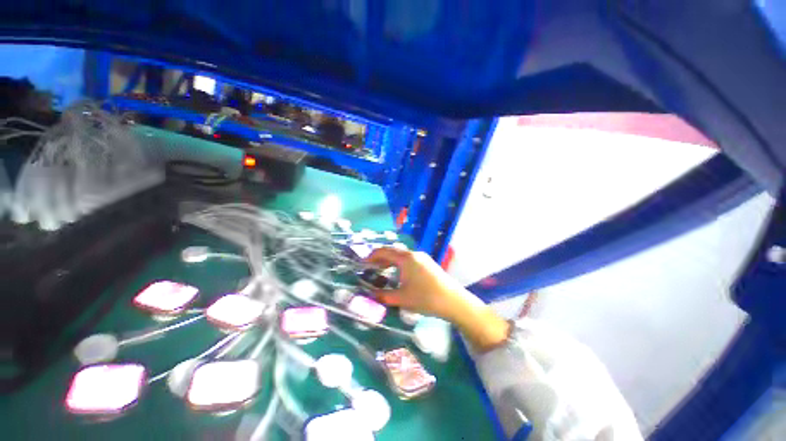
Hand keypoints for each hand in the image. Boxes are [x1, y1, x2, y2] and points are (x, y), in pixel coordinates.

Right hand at [365, 247, 509, 350]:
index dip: (371, 256)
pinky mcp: (428, 264)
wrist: (453, 301)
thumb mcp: (401, 298)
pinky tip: (398, 274)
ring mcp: (422, 258)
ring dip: (390, 261)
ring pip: (401, 255)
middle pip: (393, 252)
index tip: (362, 263)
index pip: (384, 251)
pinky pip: (409, 260)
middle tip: (370, 268)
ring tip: (382, 271)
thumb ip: (383, 296)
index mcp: (406, 258)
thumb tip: (370, 295)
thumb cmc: (425, 298)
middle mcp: (414, 254)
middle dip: (380, 258)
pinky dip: (399, 264)